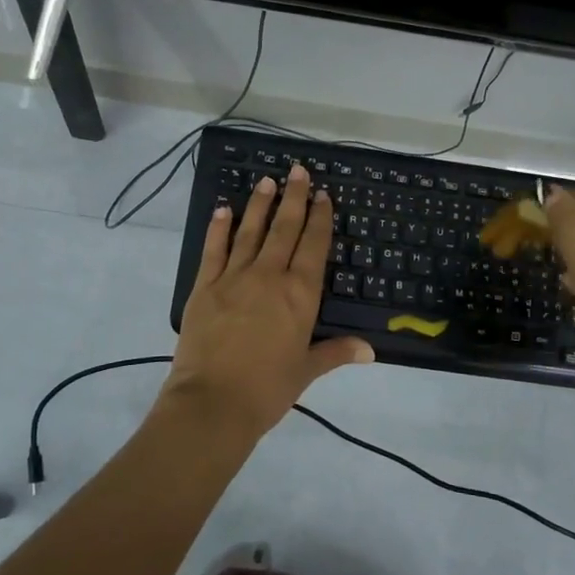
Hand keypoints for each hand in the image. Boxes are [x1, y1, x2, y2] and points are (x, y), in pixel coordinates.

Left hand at [166, 164, 373, 439]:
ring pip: (250, 231)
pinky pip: (213, 249)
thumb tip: (370, 350)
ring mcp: (233, 278)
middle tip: (298, 171)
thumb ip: (335, 352)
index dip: (320, 218)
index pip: (314, 246)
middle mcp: (269, 276)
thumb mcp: (306, 371)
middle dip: (294, 198)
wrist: (212, 403)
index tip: (323, 195)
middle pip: (284, 229)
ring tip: (267, 181)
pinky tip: (223, 209)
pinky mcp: (204, 286)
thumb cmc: (267, 390)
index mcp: (299, 295)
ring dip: (259, 204)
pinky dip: (219, 227)